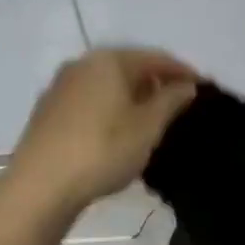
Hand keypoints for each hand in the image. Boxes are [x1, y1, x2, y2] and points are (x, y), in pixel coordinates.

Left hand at [6, 48, 197, 212]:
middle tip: (178, 104)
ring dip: (132, 96)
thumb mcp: (148, 127)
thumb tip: (186, 85)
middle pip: (128, 67)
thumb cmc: (103, 150)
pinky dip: (110, 108)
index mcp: (109, 61)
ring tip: (151, 120)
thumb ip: (171, 101)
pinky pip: (90, 100)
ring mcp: (60, 87)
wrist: (40, 186)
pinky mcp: (48, 111)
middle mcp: (82, 64)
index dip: (182, 71)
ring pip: (107, 84)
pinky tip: (118, 131)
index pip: (155, 58)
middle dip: (155, 83)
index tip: (204, 87)